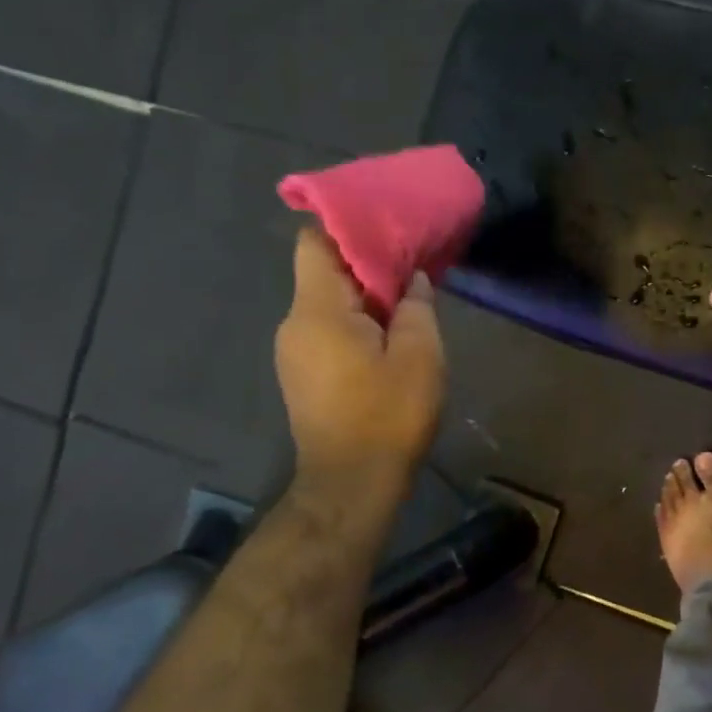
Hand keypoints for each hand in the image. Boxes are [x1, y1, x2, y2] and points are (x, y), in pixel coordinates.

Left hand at [274, 227, 443, 494]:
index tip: (387, 226)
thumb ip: (416, 307)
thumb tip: (412, 280)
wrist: (352, 485)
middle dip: (365, 263)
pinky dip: (355, 324)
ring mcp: (293, 352)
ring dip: (364, 298)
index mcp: (317, 310)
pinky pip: (326, 331)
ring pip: (327, 304)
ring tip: (406, 302)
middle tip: (411, 263)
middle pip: (323, 272)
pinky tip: (387, 338)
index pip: (314, 242)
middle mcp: (293, 324)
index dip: (348, 227)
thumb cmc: (388, 416)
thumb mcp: (419, 356)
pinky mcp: (301, 376)